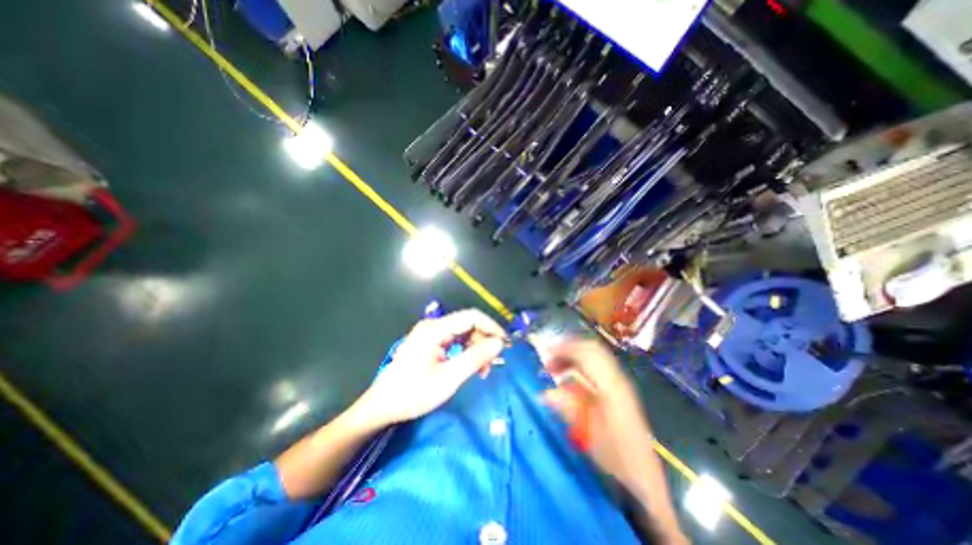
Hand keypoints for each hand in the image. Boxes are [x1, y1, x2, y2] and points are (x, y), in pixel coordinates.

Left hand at [358, 310, 510, 426]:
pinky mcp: (430, 342)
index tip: (505, 345)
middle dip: (483, 342)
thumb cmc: (413, 393)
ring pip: (463, 333)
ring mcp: (430, 333)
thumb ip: (475, 358)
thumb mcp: (448, 378)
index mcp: (435, 329)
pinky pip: (454, 341)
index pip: (472, 317)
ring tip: (482, 371)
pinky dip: (465, 351)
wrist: (381, 406)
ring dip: (476, 348)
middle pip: (468, 324)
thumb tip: (499, 343)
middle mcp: (433, 325)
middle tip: (491, 365)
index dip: (491, 327)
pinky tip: (469, 366)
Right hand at [539, 342, 651, 488]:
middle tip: (548, 360)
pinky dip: (579, 366)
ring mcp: (619, 383)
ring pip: (594, 356)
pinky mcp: (618, 391)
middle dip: (567, 349)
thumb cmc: (617, 457)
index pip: (586, 353)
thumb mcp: (590, 434)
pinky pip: (595, 367)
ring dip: (573, 356)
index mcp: (611, 385)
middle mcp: (616, 378)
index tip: (544, 353)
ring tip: (554, 368)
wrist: (645, 478)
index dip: (564, 348)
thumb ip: (568, 408)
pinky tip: (568, 379)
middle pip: (592, 349)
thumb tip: (545, 392)